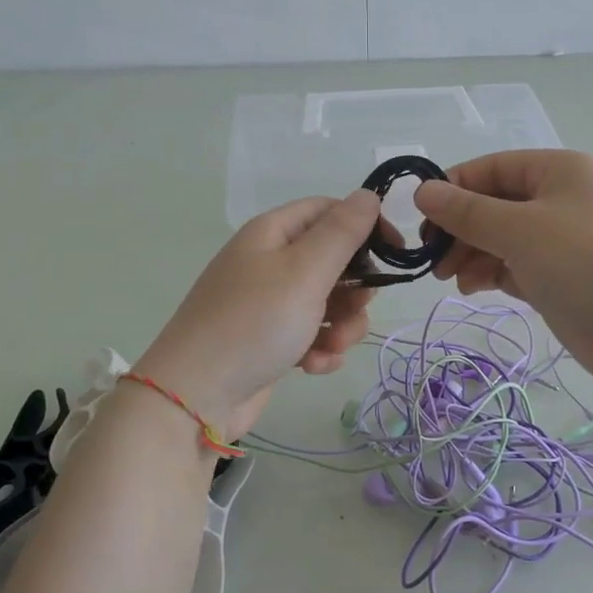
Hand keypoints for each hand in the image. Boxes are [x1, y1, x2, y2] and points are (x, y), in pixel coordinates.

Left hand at [135, 190, 380, 439]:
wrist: (196, 397)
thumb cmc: (254, 323)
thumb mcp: (304, 271)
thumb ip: (342, 233)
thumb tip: (368, 195)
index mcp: (273, 233)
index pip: (329, 211)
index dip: (365, 226)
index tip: (396, 253)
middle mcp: (270, 262)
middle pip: (334, 260)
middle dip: (355, 289)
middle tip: (358, 308)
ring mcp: (269, 303)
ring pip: (328, 302)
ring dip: (341, 325)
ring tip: (331, 346)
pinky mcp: (271, 340)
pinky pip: (312, 334)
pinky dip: (320, 349)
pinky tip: (313, 367)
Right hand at [413, 151, 592, 383]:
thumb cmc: (583, 264)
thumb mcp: (519, 230)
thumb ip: (467, 211)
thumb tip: (422, 190)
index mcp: (560, 170)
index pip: (493, 168)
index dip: (454, 188)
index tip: (420, 218)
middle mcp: (564, 198)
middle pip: (497, 204)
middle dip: (461, 229)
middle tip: (431, 258)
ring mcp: (566, 240)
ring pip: (504, 238)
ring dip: (472, 254)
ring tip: (449, 279)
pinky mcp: (565, 277)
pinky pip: (518, 265)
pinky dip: (493, 273)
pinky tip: (473, 288)